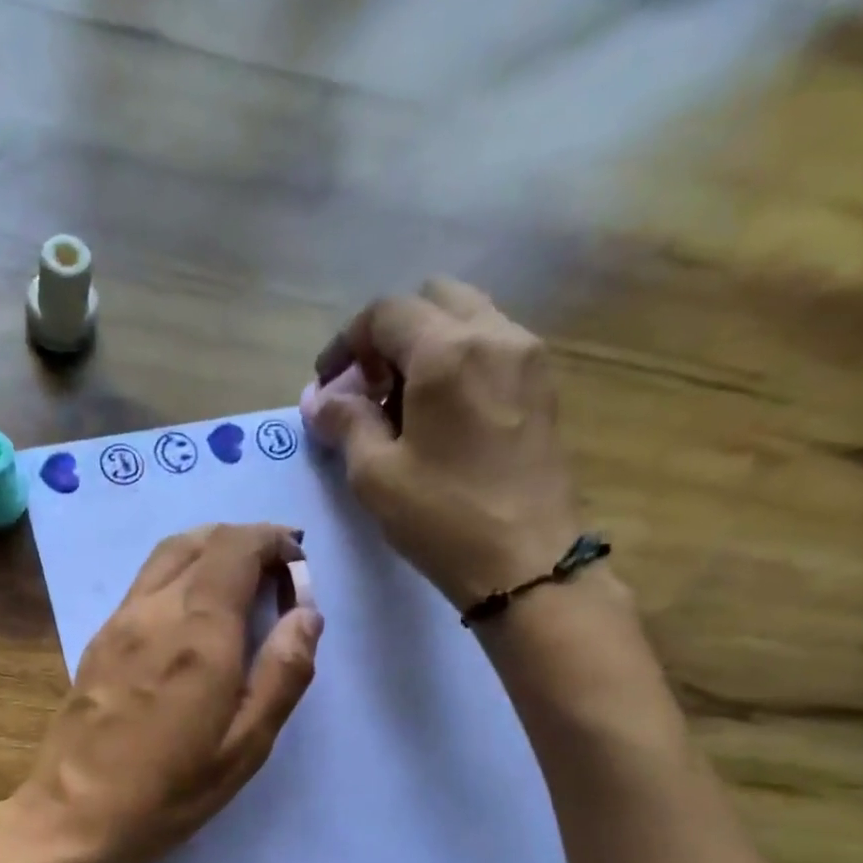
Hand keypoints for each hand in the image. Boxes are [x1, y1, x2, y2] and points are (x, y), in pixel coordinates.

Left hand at [9, 523, 322, 862]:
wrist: (74, 814)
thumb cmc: (169, 791)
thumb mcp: (245, 746)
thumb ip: (283, 673)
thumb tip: (307, 614)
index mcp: (200, 632)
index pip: (236, 548)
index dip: (272, 540)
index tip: (296, 562)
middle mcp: (156, 610)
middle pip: (201, 540)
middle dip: (245, 541)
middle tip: (275, 571)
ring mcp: (119, 621)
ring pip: (167, 555)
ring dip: (210, 550)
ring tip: (239, 581)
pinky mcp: (98, 640)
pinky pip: (145, 582)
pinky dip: (179, 573)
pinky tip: (192, 612)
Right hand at [309, 277, 584, 612]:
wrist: (527, 562)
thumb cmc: (443, 519)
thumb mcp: (375, 475)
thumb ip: (345, 422)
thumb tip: (318, 398)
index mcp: (447, 352)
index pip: (386, 312)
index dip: (346, 343)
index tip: (327, 385)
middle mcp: (495, 335)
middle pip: (432, 300)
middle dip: (390, 335)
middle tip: (369, 389)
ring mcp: (528, 357)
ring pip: (467, 318)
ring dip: (426, 346)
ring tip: (403, 404)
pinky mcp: (544, 386)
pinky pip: (493, 347)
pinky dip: (458, 361)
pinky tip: (441, 415)